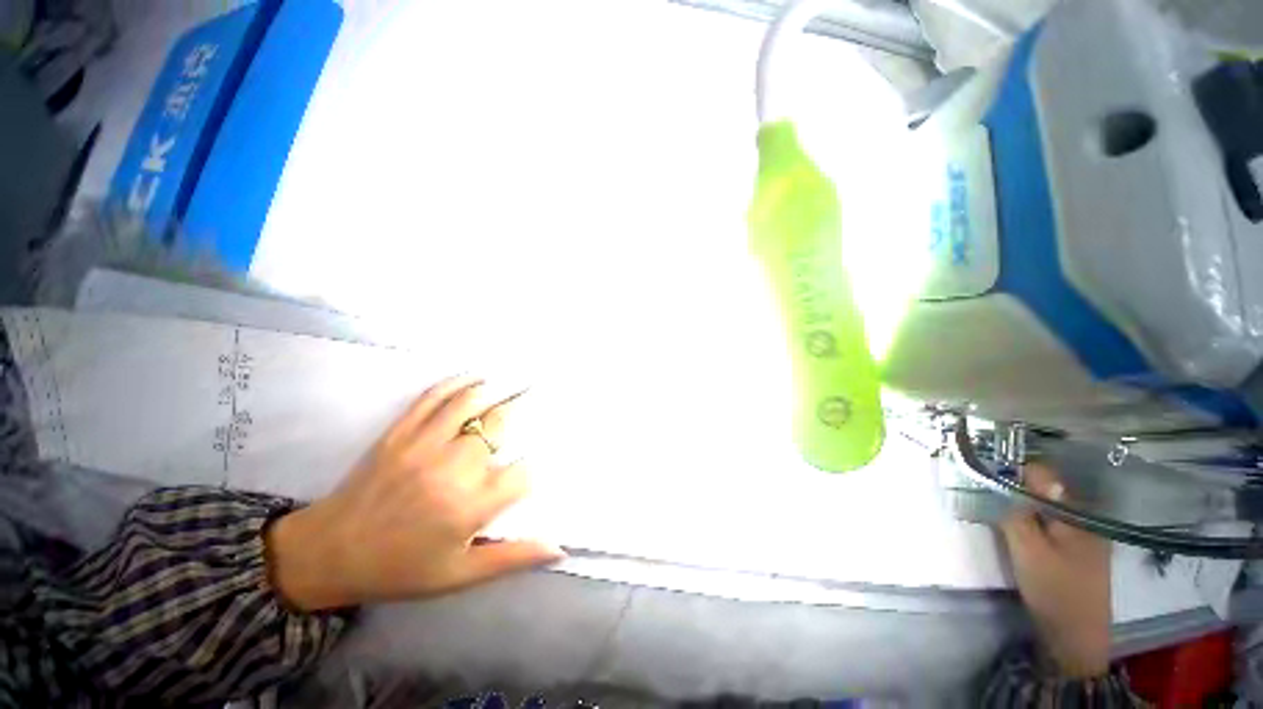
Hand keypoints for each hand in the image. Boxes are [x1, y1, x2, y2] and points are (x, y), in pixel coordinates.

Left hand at [266, 376, 563, 610]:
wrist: (327, 554)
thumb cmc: (399, 569)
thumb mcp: (459, 575)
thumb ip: (512, 558)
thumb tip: (559, 549)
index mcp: (468, 507)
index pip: (522, 474)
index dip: (532, 471)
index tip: (531, 471)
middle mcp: (451, 468)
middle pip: (500, 426)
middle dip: (519, 417)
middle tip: (534, 407)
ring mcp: (423, 445)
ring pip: (471, 403)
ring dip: (496, 392)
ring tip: (513, 385)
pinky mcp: (399, 433)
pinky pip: (433, 398)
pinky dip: (458, 383)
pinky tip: (476, 379)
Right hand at [1000, 463, 1111, 678]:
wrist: (1076, 638)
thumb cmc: (1053, 589)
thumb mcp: (1028, 549)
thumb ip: (1018, 512)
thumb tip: (1008, 478)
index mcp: (1076, 513)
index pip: (1042, 475)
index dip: (1013, 472)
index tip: (988, 478)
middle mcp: (1085, 518)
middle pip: (1045, 491)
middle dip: (1017, 491)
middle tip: (990, 500)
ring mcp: (1085, 536)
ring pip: (1047, 509)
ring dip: (1024, 509)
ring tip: (1001, 517)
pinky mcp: (1079, 552)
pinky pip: (1052, 525)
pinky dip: (1034, 524)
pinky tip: (1020, 535)